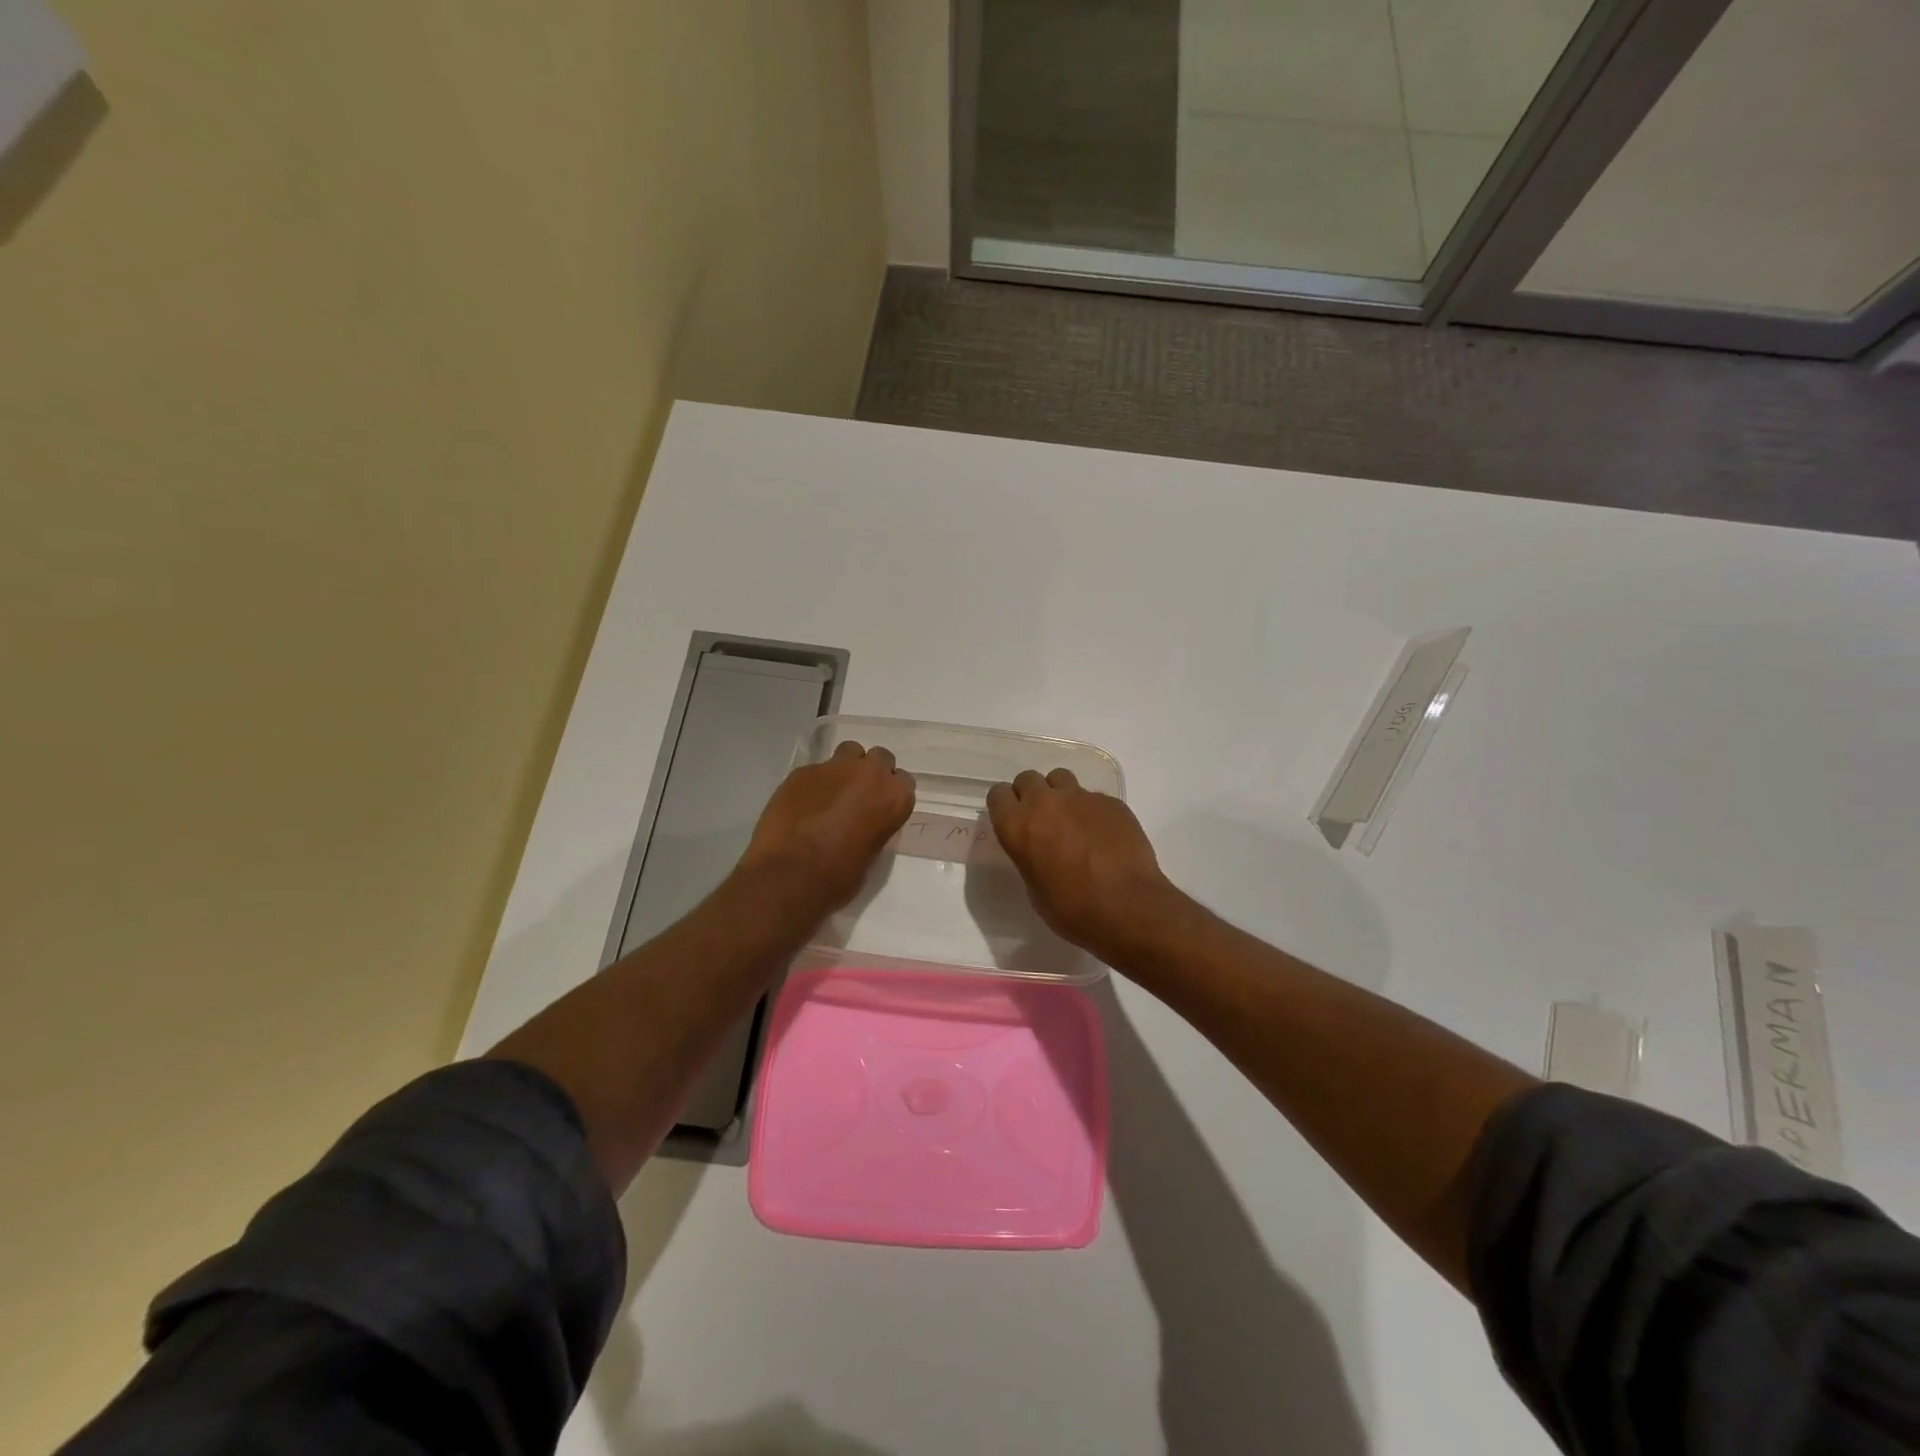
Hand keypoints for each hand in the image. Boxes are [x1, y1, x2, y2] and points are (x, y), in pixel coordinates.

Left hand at [739, 741, 914, 915]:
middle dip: (871, 773)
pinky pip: (816, 770)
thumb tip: (865, 821)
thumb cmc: (838, 877)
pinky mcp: (802, 771)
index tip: (880, 807)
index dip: (890, 793)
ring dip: (845, 768)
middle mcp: (869, 774)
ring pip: (848, 752)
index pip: (904, 781)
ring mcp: (834, 768)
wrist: (789, 876)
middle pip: (879, 758)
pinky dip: (814, 783)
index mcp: (894, 797)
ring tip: (832, 793)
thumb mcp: (872, 853)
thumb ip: (875, 825)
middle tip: (858, 796)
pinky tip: (802, 804)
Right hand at [987, 768, 1176, 961]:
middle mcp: (1045, 803)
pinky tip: (1103, 835)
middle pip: (1028, 779)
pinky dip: (1092, 811)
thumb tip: (1038, 848)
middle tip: (1043, 820)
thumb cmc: (1072, 909)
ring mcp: (1081, 797)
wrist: (1127, 907)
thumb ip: (1029, 855)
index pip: (998, 794)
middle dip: (1031, 795)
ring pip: (1060, 779)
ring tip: (1073, 821)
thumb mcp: (1034, 887)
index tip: (1013, 820)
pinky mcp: (1110, 801)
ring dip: (1060, 795)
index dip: (1005, 806)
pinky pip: (1093, 797)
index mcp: (1018, 826)